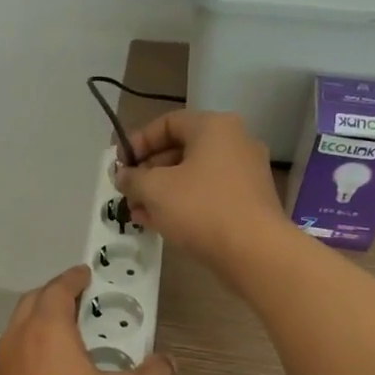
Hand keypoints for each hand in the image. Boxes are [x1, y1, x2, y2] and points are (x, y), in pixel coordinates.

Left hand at [0, 265, 174, 374]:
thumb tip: (167, 363)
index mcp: (46, 332)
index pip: (57, 290)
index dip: (73, 279)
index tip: (86, 274)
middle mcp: (16, 344)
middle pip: (31, 305)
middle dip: (53, 297)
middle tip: (79, 301)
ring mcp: (1, 373)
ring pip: (17, 333)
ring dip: (39, 325)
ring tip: (68, 337)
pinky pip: (14, 361)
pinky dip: (31, 353)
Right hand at [113, 111, 288, 272]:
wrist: (254, 252)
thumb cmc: (201, 209)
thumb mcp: (155, 190)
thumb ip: (132, 178)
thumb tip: (123, 176)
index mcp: (214, 127)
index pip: (167, 123)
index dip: (138, 142)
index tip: (119, 165)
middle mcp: (235, 142)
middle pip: (181, 149)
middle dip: (149, 171)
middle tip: (127, 191)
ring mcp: (246, 173)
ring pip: (193, 175)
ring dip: (162, 191)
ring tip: (138, 212)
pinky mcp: (249, 201)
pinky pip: (208, 194)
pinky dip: (184, 203)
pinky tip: (161, 223)